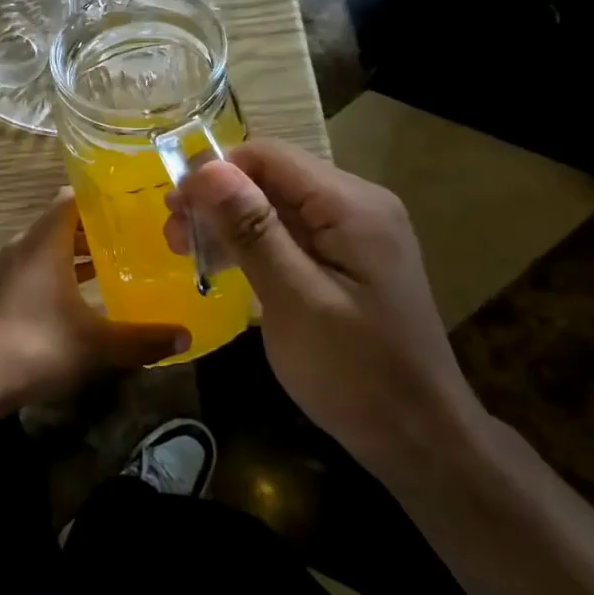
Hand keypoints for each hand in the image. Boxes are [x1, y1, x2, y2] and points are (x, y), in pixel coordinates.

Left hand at [0, 189, 189, 415]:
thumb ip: (143, 339)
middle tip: (138, 232)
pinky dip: (62, 272)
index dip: (103, 196)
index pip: (72, 198)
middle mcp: (24, 246)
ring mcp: (9, 270)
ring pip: (50, 247)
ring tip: (119, 260)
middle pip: (63, 222)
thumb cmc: (36, 346)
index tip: (135, 200)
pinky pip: (38, 268)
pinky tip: (86, 295)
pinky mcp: (2, 292)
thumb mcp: (97, 345)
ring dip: (79, 252)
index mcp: (45, 242)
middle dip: (98, 226)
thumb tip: (185, 337)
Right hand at [168, 140, 482, 478]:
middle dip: (217, 200)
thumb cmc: (355, 371)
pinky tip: (224, 265)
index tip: (174, 207)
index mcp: (351, 205)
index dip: (215, 172)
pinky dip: (253, 243)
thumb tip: (205, 169)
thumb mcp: (294, 299)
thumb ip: (252, 230)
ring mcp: (355, 233)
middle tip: (173, 236)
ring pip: (277, 205)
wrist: (420, 438)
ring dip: (229, 222)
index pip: (268, 156)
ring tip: (187, 251)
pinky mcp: (348, 259)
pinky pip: (291, 233)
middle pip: (272, 177)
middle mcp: (357, 205)